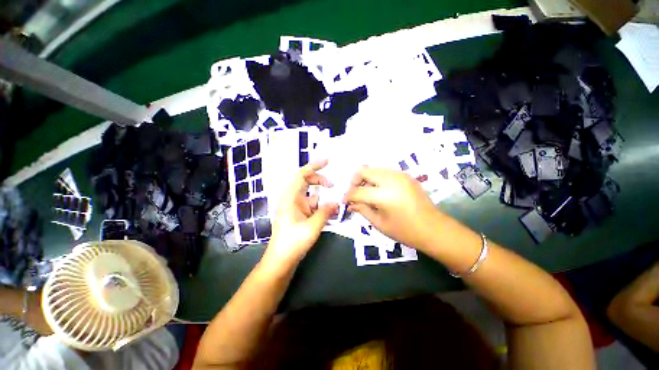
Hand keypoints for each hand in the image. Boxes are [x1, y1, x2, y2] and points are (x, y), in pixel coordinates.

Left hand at [262, 160, 338, 268]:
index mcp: (290, 198)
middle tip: (333, 186)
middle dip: (321, 181)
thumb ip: (325, 212)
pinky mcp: (300, 216)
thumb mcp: (312, 227)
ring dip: (324, 199)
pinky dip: (322, 208)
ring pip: (313, 196)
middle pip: (307, 182)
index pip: (301, 175)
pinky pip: (313, 207)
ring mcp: (297, 208)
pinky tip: (332, 215)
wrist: (281, 261)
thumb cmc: (292, 242)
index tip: (327, 162)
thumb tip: (336, 202)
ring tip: (337, 205)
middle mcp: (293, 199)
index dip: (313, 166)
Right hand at [344, 168, 440, 248]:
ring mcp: (400, 175)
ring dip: (366, 179)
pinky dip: (376, 178)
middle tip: (355, 194)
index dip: (348, 196)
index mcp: (384, 195)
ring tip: (366, 193)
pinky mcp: (405, 175)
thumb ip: (362, 210)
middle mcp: (391, 180)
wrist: (433, 229)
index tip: (345, 202)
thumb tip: (350, 204)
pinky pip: (384, 171)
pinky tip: (378, 190)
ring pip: (373, 169)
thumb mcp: (379, 223)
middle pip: (364, 171)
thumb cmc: (405, 231)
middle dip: (355, 182)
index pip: (358, 191)